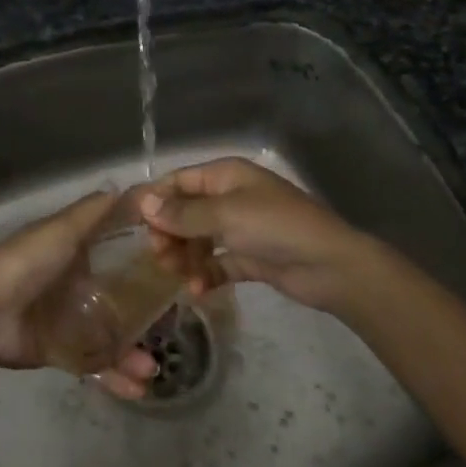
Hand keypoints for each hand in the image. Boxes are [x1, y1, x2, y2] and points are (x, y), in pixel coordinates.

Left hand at [0, 190, 158, 397]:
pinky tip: (138, 387)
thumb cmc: (26, 264)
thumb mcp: (60, 230)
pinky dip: (115, 375)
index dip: (145, 258)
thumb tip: (127, 187)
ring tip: (153, 368)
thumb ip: (93, 212)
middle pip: (119, 298)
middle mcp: (75, 284)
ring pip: (111, 335)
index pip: (118, 252)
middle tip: (174, 325)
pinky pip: (94, 364)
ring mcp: (69, 320)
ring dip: (133, 352)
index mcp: (74, 251)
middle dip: (146, 314)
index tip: (178, 265)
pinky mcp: (61, 352)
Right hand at [139, 158, 392, 313]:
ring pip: (199, 240)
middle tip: (159, 256)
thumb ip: (183, 213)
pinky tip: (197, 290)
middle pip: (186, 212)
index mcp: (226, 176)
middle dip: (169, 233)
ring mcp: (241, 229)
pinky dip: (205, 275)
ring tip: (179, 277)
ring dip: (185, 257)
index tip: (134, 225)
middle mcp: (230, 198)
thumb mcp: (226, 215)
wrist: (331, 266)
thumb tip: (144, 204)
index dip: (156, 200)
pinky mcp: (250, 258)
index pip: (179, 181)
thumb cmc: (276, 227)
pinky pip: (217, 263)